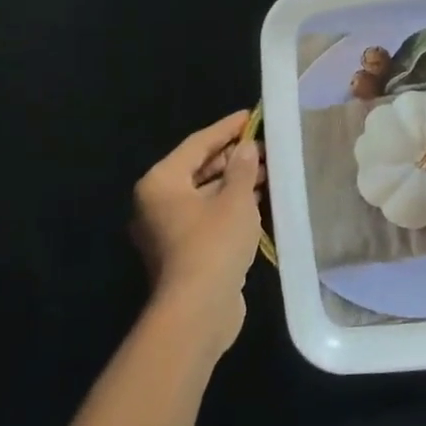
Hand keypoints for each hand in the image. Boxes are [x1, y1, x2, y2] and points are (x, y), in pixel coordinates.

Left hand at [130, 112, 263, 351]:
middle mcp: (156, 202)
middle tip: (265, 145)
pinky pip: (207, 215)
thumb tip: (247, 148)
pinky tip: (258, 199)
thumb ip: (243, 168)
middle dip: (233, 157)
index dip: (226, 128)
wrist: (198, 309)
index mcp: (161, 182)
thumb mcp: (236, 199)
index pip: (197, 144)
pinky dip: (230, 205)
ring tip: (268, 169)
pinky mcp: (182, 250)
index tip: (251, 116)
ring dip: (235, 182)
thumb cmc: (213, 243)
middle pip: (198, 168)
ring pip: (204, 194)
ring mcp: (167, 229)